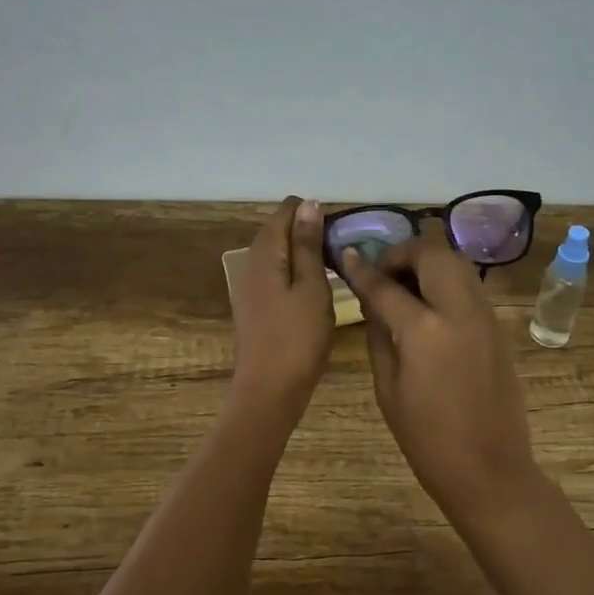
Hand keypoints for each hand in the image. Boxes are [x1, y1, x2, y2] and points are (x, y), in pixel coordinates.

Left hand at [230, 196, 334, 409]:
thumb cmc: (297, 337)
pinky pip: (276, 274)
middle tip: (343, 250)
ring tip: (335, 266)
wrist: (269, 390)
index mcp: (265, 253)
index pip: (286, 211)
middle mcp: (250, 263)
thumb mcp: (311, 286)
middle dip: (310, 231)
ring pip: (279, 253)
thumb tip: (310, 204)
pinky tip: (316, 287)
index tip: (341, 231)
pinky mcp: (255, 305)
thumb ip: (308, 244)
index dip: (314, 213)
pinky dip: (296, 272)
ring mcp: (250, 285)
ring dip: (304, 253)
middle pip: (279, 230)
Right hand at [342, 227, 542, 520]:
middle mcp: (459, 312)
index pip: (386, 286)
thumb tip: (372, 300)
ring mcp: (485, 316)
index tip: (346, 255)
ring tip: (405, 284)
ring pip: (457, 263)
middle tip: (383, 272)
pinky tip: (428, 304)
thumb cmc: (427, 439)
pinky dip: (446, 280)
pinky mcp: (497, 327)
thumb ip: (379, 335)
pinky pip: (469, 286)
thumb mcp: (388, 389)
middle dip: (403, 253)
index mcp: (425, 332)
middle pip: (433, 254)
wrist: (489, 469)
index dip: (362, 269)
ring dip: (428, 262)